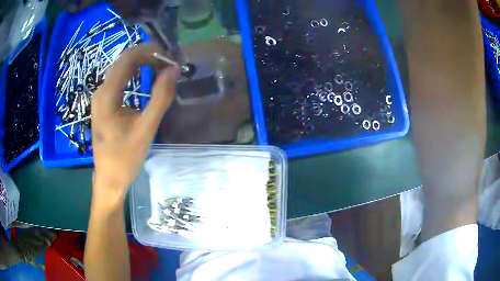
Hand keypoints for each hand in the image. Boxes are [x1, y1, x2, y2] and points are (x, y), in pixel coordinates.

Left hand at [91, 43, 177, 199]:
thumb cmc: (125, 157)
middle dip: (148, 56)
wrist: (109, 178)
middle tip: (169, 64)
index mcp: (107, 95)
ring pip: (122, 69)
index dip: (150, 51)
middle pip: (124, 61)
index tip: (170, 56)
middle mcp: (100, 90)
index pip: (128, 58)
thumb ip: (160, 97)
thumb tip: (173, 69)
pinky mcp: (103, 102)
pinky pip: (120, 80)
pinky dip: (135, 74)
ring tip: (162, 68)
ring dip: (142, 64)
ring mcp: (100, 96)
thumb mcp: (146, 128)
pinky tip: (146, 79)